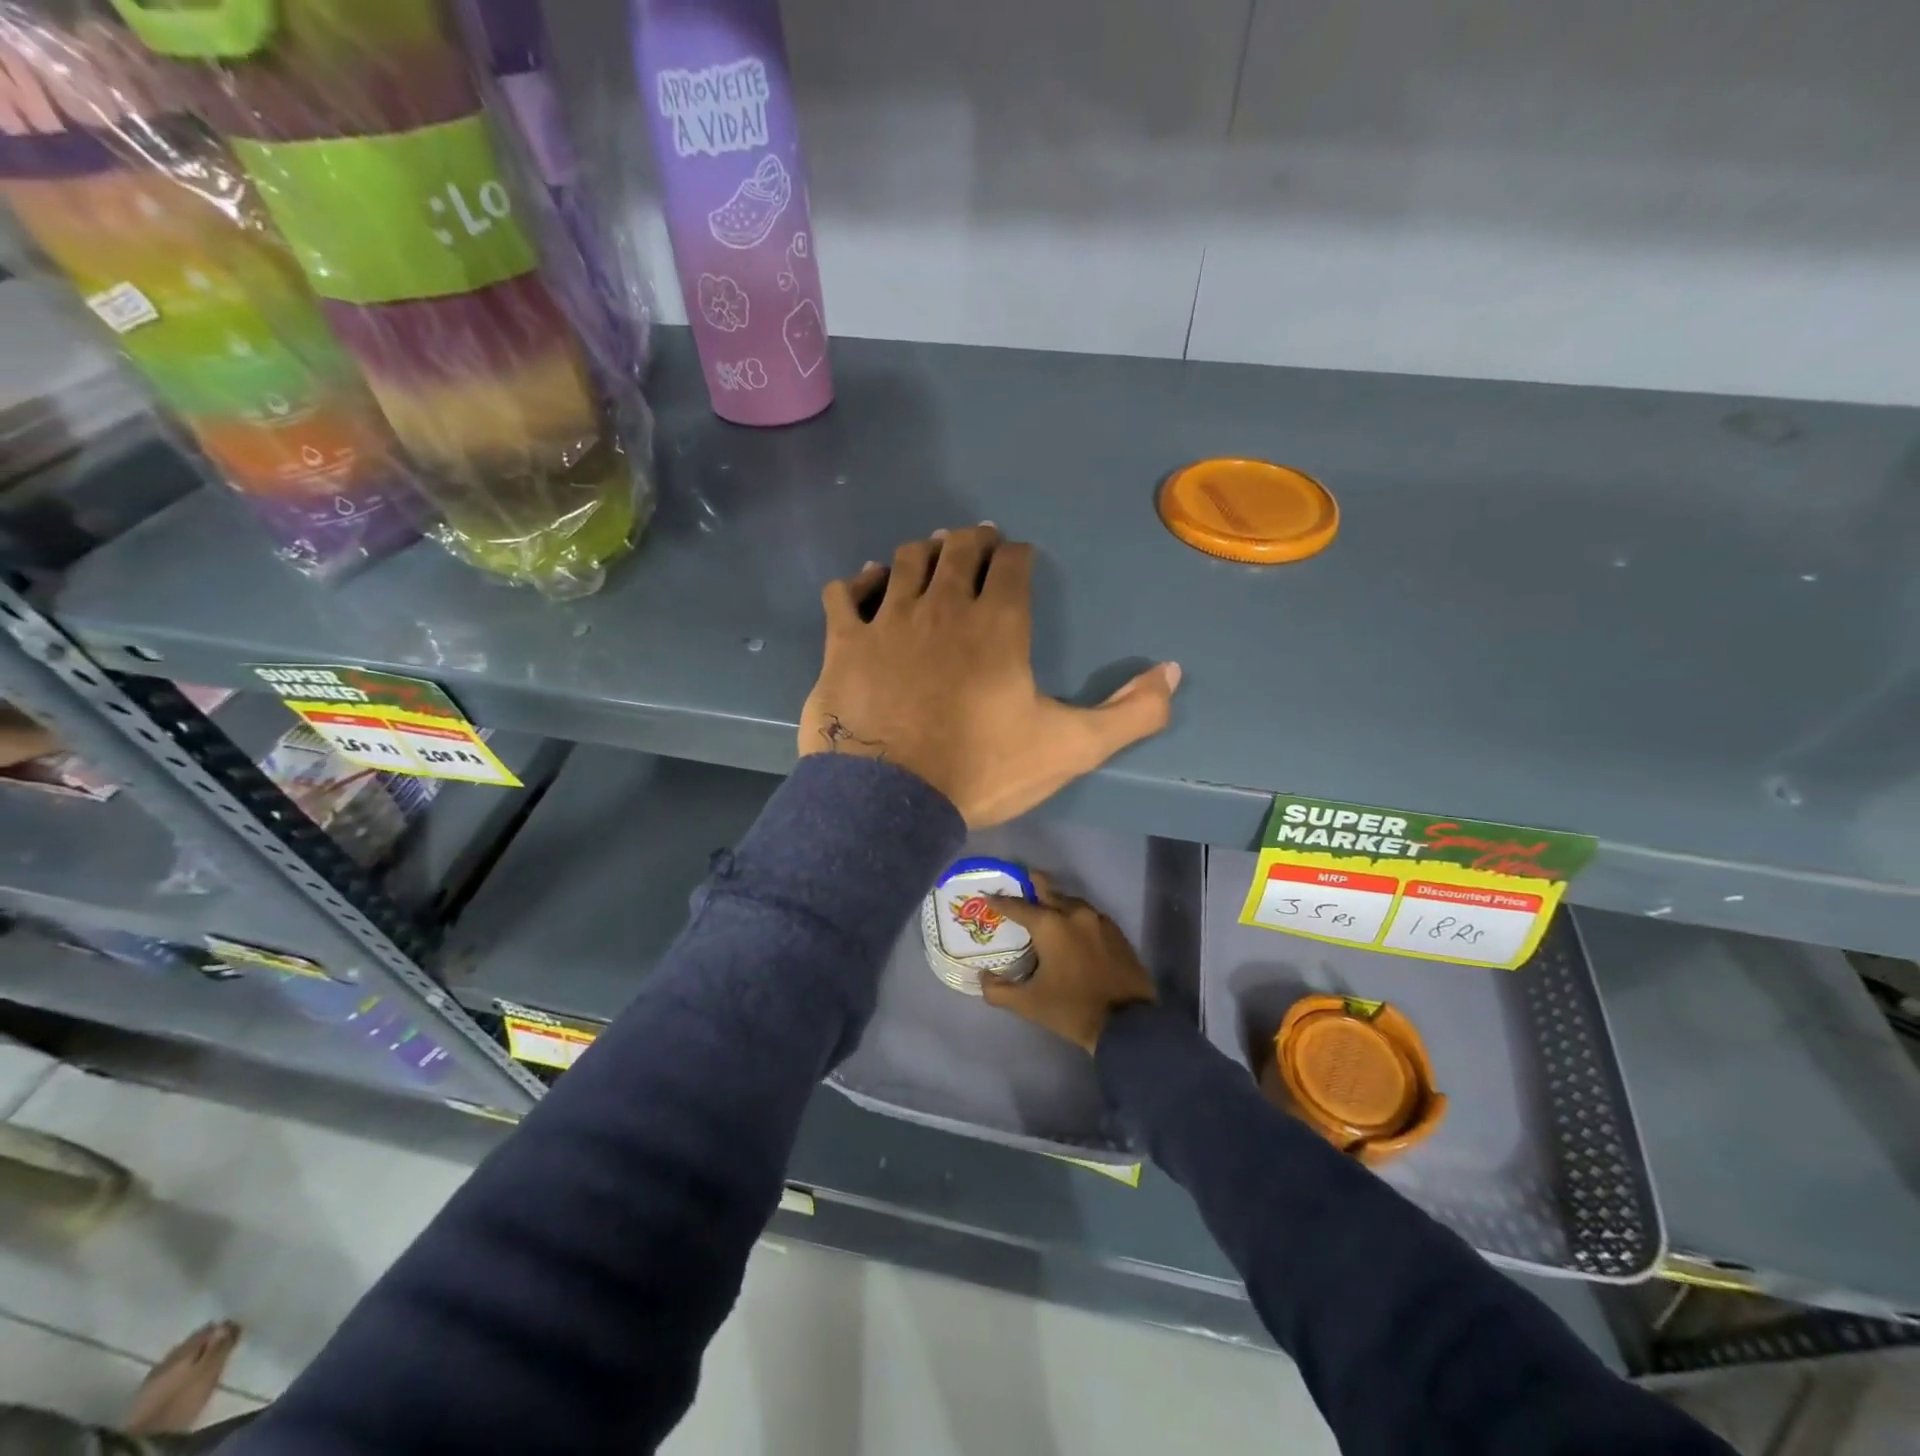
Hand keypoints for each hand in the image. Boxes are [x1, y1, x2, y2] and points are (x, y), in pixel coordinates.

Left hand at [799, 526, 1181, 826]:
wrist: (892, 801)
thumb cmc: (982, 770)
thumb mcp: (1071, 748)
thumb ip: (1131, 713)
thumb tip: (1173, 672)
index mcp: (998, 623)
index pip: (1013, 564)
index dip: (1018, 555)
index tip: (1019, 559)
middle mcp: (943, 606)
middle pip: (958, 550)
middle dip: (972, 541)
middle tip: (976, 542)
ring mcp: (888, 619)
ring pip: (904, 561)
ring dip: (921, 552)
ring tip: (929, 553)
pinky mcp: (844, 641)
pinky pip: (844, 593)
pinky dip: (857, 582)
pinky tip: (865, 584)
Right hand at [979, 873, 1156, 1052]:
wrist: (1128, 1024)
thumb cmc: (1072, 1009)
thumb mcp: (1029, 1004)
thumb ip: (999, 990)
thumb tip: (983, 978)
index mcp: (1050, 925)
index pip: (1018, 906)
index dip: (1000, 901)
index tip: (988, 896)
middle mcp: (1074, 913)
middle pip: (1048, 890)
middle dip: (1031, 886)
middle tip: (1018, 887)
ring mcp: (1098, 920)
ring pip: (1070, 901)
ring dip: (1055, 902)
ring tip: (1044, 912)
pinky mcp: (1116, 931)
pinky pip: (1088, 915)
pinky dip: (1074, 916)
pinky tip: (1071, 930)